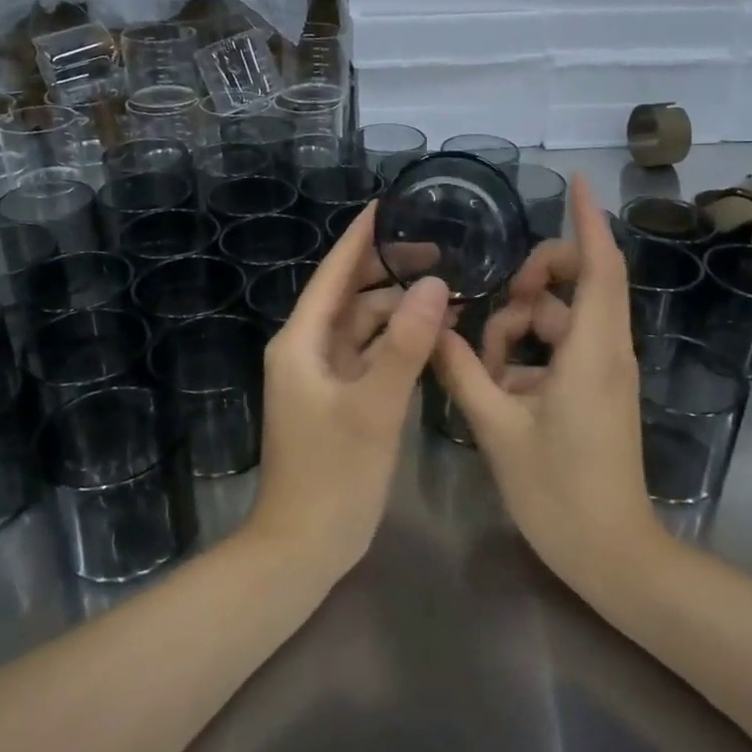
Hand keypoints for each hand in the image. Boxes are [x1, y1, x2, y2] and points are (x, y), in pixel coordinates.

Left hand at [246, 201, 449, 578]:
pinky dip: (398, 342)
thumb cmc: (333, 475)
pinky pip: (370, 355)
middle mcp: (307, 349)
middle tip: (441, 249)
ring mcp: (323, 376)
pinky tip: (433, 335)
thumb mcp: (374, 407)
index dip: (361, 237)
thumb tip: (434, 285)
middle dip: (391, 271)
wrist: (302, 548)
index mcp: (302, 341)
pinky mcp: (338, 399)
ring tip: (449, 291)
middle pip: (351, 295)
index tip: (391, 204)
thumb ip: (405, 345)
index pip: (334, 273)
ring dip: (400, 309)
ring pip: (364, 326)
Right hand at [433, 175, 660, 585]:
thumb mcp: (497, 427)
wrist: (612, 555)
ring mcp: (604, 371)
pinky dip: (528, 355)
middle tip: (494, 302)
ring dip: (519, 328)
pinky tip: (497, 385)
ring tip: (483, 366)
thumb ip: (461, 371)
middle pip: (579, 283)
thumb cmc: (558, 491)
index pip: (599, 266)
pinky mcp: (596, 390)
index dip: (588, 220)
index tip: (576, 181)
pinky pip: (561, 348)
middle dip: (532, 279)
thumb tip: (431, 327)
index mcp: (591, 351)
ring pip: (560, 319)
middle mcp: (606, 350)